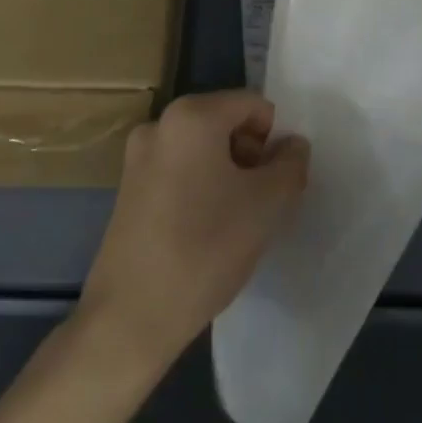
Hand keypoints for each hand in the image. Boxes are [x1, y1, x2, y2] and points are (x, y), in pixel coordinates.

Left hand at [78, 90, 309, 371]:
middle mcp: (160, 123)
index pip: (253, 105)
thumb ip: (290, 165)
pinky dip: (200, 189)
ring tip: (234, 223)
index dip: (275, 139)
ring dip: (227, 175)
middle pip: (225, 123)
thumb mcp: (267, 204)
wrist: (130, 317)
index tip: (279, 181)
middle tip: (261, 203)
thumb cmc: (205, 248)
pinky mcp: (128, 188)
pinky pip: (179, 172)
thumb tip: (293, 145)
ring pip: (202, 150)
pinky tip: (205, 233)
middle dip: (251, 156)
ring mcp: (138, 156)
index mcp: (192, 114)